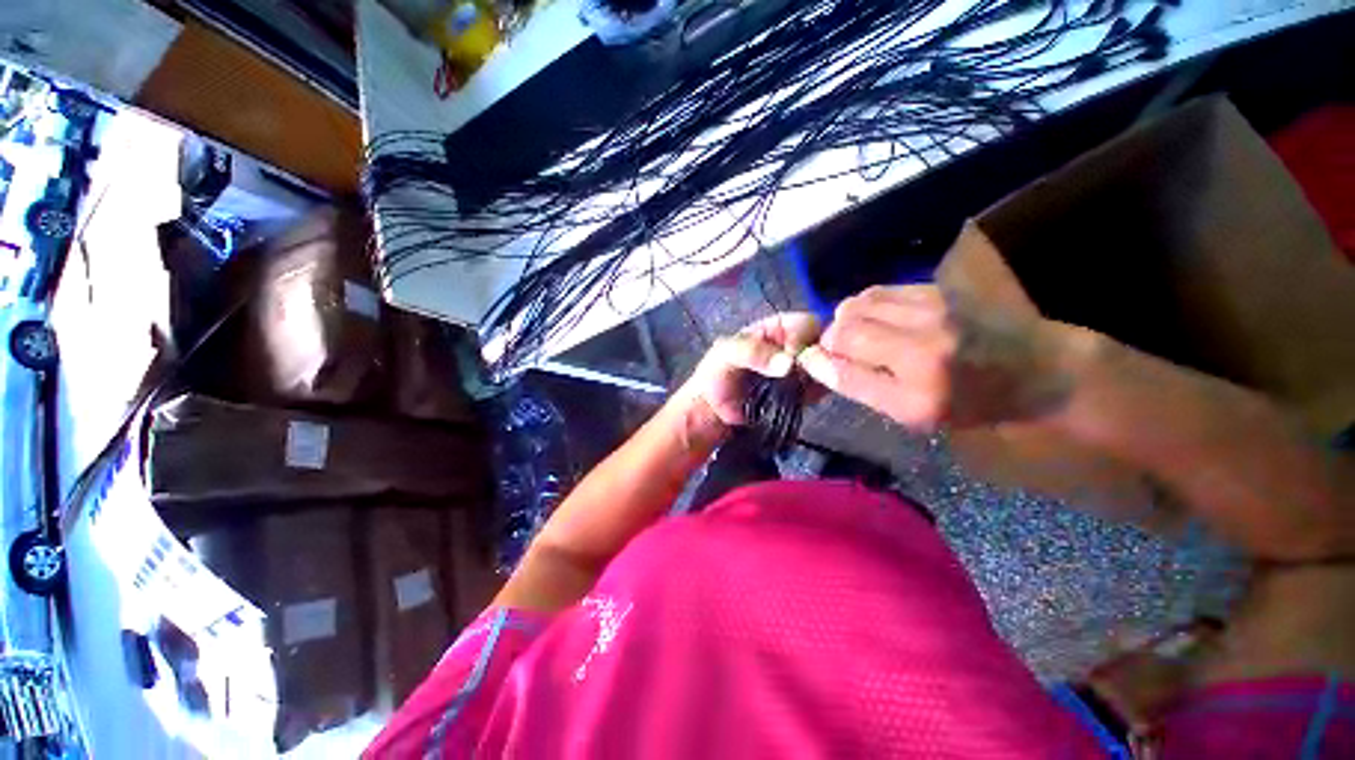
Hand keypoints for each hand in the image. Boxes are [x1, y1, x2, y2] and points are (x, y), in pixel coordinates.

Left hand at [674, 312, 821, 431]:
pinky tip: (805, 399)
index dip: (805, 338)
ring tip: (799, 390)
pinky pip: (821, 389)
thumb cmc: (716, 375)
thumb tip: (789, 363)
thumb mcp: (726, 354)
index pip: (806, 323)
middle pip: (822, 345)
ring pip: (824, 367)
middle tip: (801, 376)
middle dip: (817, 359)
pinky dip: (819, 393)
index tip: (794, 358)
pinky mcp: (802, 393)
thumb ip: (753, 352)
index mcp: (776, 328)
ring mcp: (799, 370)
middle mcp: (792, 346)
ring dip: (819, 377)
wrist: (713, 411)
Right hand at [797, 285, 1074, 429]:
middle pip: (844, 325)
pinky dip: (868, 306)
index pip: (843, 360)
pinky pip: (879, 291)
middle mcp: (924, 339)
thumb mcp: (910, 412)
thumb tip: (814, 360)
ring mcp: (931, 307)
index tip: (823, 362)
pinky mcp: (936, 288)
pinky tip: (883, 321)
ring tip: (865, 336)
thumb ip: (858, 385)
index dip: (822, 358)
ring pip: (858, 303)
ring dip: (850, 320)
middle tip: (849, 353)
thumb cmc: (966, 401)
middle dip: (835, 338)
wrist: (1033, 369)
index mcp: (917, 385)